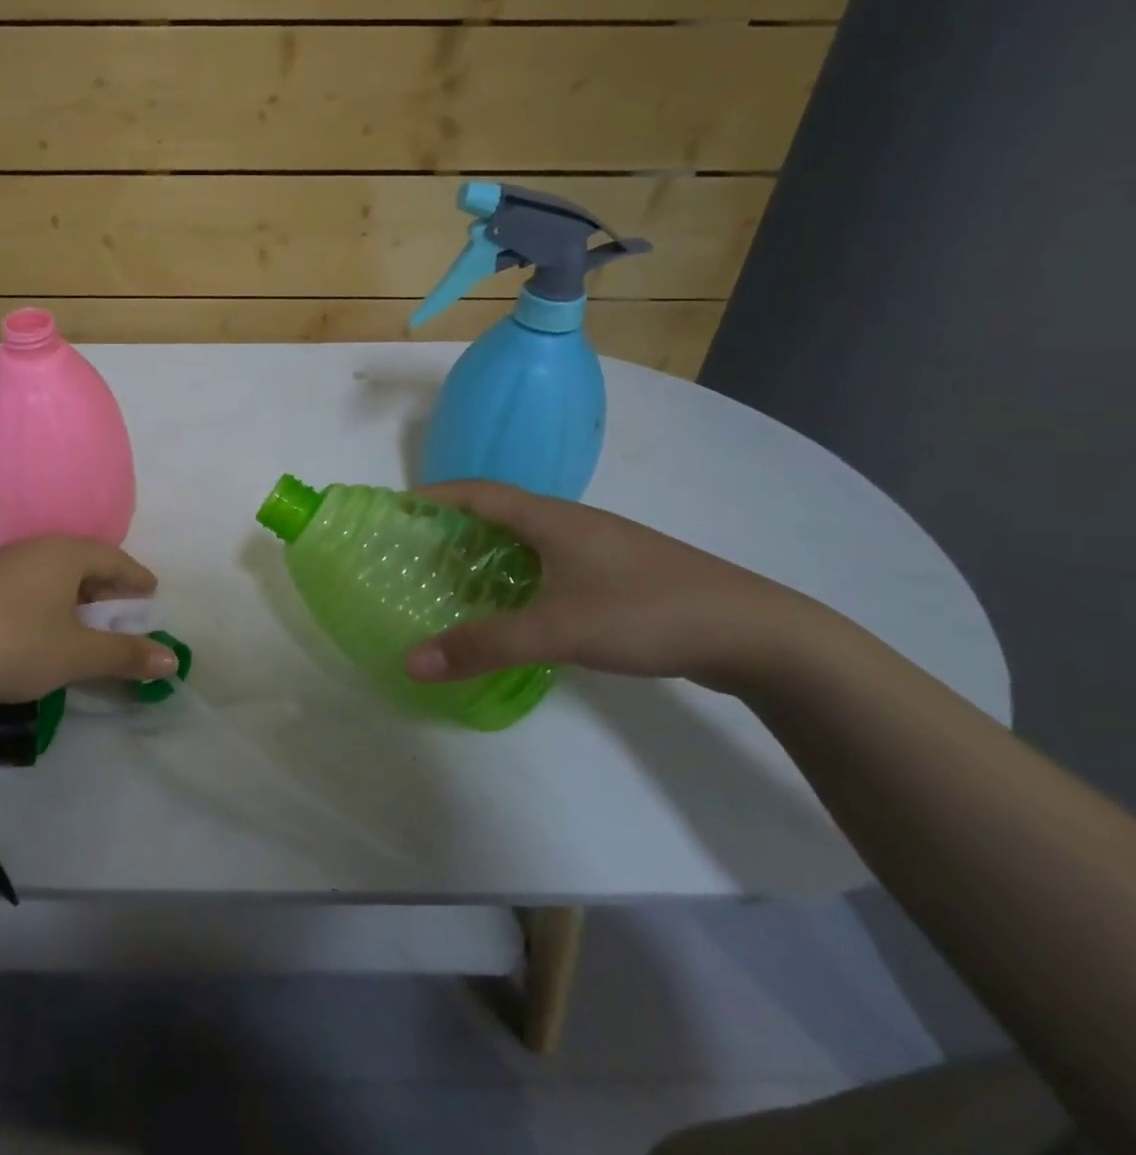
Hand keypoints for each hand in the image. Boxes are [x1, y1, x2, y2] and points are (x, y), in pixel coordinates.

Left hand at [0, 536, 179, 706]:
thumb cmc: (13, 645)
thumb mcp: (76, 655)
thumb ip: (125, 655)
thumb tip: (172, 659)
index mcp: (63, 554)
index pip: (113, 558)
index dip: (136, 578)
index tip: (152, 594)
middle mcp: (31, 549)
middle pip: (81, 562)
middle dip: (106, 586)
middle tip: (122, 611)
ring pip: (49, 573)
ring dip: (72, 594)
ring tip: (81, 621)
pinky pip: (23, 585)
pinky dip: (43, 601)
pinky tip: (36, 625)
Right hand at [405, 480, 818, 692]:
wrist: (757, 634)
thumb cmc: (646, 612)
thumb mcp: (556, 630)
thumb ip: (482, 645)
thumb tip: (410, 662)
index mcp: (553, 518)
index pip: (479, 492)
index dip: (436, 495)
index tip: (397, 508)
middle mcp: (573, 524)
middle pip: (500, 514)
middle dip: (455, 529)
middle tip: (418, 555)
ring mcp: (601, 550)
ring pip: (529, 543)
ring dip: (489, 557)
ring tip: (456, 584)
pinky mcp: (620, 577)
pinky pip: (552, 567)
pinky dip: (520, 579)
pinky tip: (517, 610)